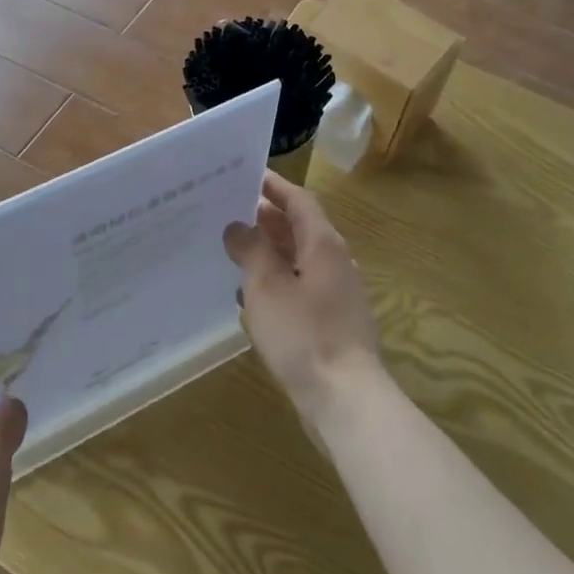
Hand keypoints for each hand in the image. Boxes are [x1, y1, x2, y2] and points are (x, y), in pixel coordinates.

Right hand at [223, 172, 381, 423]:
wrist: (345, 398)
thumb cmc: (303, 334)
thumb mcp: (267, 286)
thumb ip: (251, 250)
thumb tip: (238, 226)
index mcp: (323, 244)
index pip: (299, 200)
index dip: (274, 186)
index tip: (246, 175)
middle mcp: (334, 260)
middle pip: (300, 228)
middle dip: (267, 218)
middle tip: (228, 211)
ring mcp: (337, 291)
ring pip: (299, 258)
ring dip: (270, 251)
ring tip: (233, 249)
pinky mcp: (332, 319)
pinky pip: (301, 286)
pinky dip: (277, 281)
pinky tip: (252, 296)